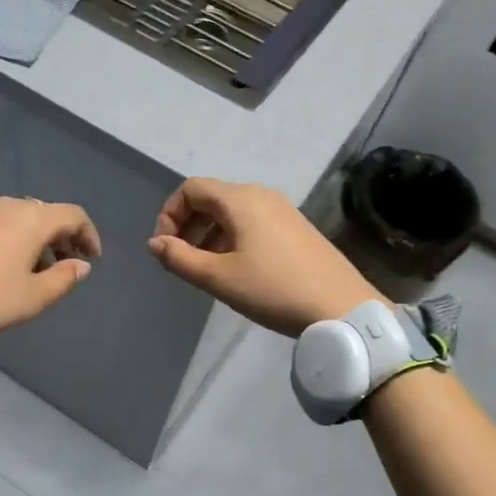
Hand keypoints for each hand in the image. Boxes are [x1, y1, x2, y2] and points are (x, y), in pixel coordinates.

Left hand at [0, 197, 100, 343]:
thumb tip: (80, 265)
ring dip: (29, 238)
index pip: (72, 215)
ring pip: (12, 217)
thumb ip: (64, 279)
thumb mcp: (32, 299)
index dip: (89, 235)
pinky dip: (1, 238)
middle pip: (42, 213)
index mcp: (30, 219)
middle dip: (59, 237)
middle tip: (62, 264)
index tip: (91, 259)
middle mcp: (3, 205)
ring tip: (27, 268)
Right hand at [148, 177, 379, 336]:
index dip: (169, 214)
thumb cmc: (274, 289)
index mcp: (240, 199)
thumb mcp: (219, 278)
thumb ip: (180, 258)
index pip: (191, 189)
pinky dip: (231, 238)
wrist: (341, 307)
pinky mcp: (295, 228)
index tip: (165, 248)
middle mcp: (260, 195)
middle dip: (187, 226)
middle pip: (211, 198)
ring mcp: (282, 210)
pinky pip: (252, 223)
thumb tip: (155, 243)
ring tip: (204, 270)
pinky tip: (235, 270)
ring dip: (208, 235)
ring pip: (231, 212)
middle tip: (180, 261)